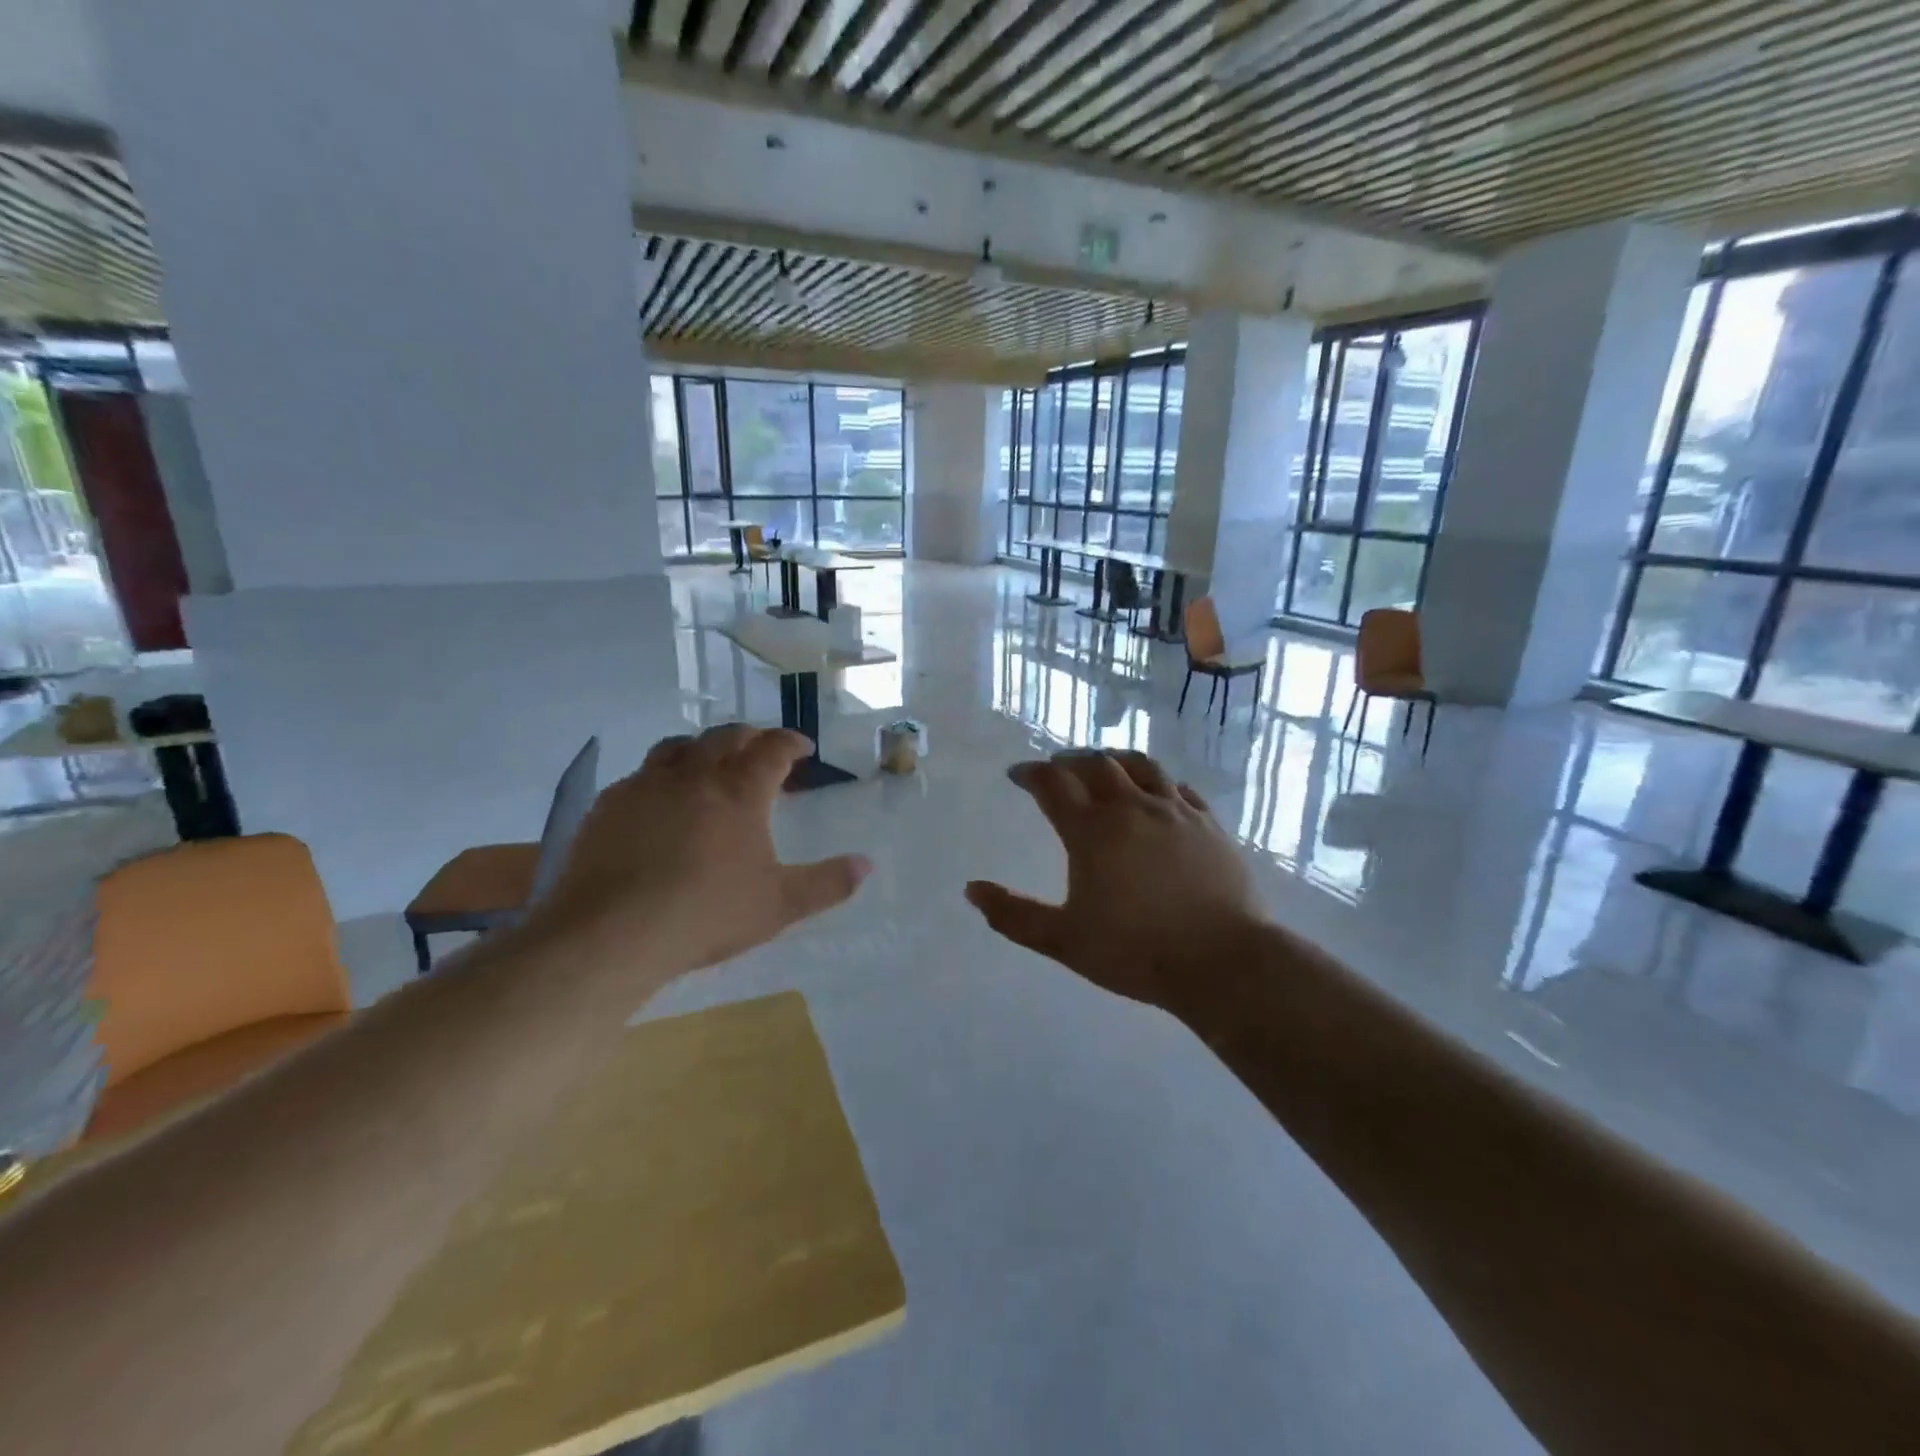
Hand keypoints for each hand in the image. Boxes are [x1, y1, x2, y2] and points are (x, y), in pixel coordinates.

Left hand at [526, 724, 870, 984]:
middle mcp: (694, 775)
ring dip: (701, 747)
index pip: (773, 749)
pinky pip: (640, 776)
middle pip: (725, 737)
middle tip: (761, 749)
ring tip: (709, 762)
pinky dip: (660, 777)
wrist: (612, 933)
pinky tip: (658, 801)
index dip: (791, 742)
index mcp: (740, 791)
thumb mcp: (779, 905)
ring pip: (678, 747)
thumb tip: (866, 865)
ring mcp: (646, 786)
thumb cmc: (707, 914)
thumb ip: (827, 883)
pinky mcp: (609, 805)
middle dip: (749, 737)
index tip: (803, 748)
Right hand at [965, 750, 1269, 1014]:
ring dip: (1113, 759)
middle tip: (1056, 768)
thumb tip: (971, 890)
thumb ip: (1013, 915)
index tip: (1018, 774)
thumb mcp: (1064, 940)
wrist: (1224, 961)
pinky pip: (1179, 787)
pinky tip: (1156, 790)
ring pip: (1140, 765)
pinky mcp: (1209, 823)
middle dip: (1069, 761)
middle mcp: (1131, 808)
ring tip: (1102, 763)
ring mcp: (1175, 811)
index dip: (1031, 774)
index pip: (1053, 784)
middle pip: (1095, 764)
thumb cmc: (1136, 952)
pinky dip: (1157, 781)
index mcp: (1092, 831)